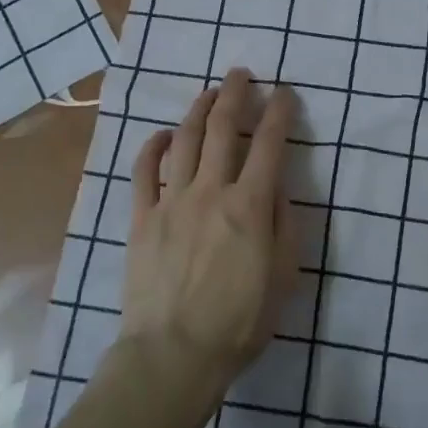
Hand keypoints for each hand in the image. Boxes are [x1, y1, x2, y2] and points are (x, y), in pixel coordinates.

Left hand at [119, 69, 298, 396]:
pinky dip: (153, 146)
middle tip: (241, 74)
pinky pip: (144, 171)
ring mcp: (172, 200)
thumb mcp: (283, 276)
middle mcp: (211, 190)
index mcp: (250, 205)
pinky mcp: (142, 217)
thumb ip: (284, 224)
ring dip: (199, 110)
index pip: (269, 144)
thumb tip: (276, 186)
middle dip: (235, 94)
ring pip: (185, 140)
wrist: (173, 354)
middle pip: (223, 128)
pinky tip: (162, 135)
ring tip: (210, 93)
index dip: (279, 112)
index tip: (285, 92)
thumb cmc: (239, 322)